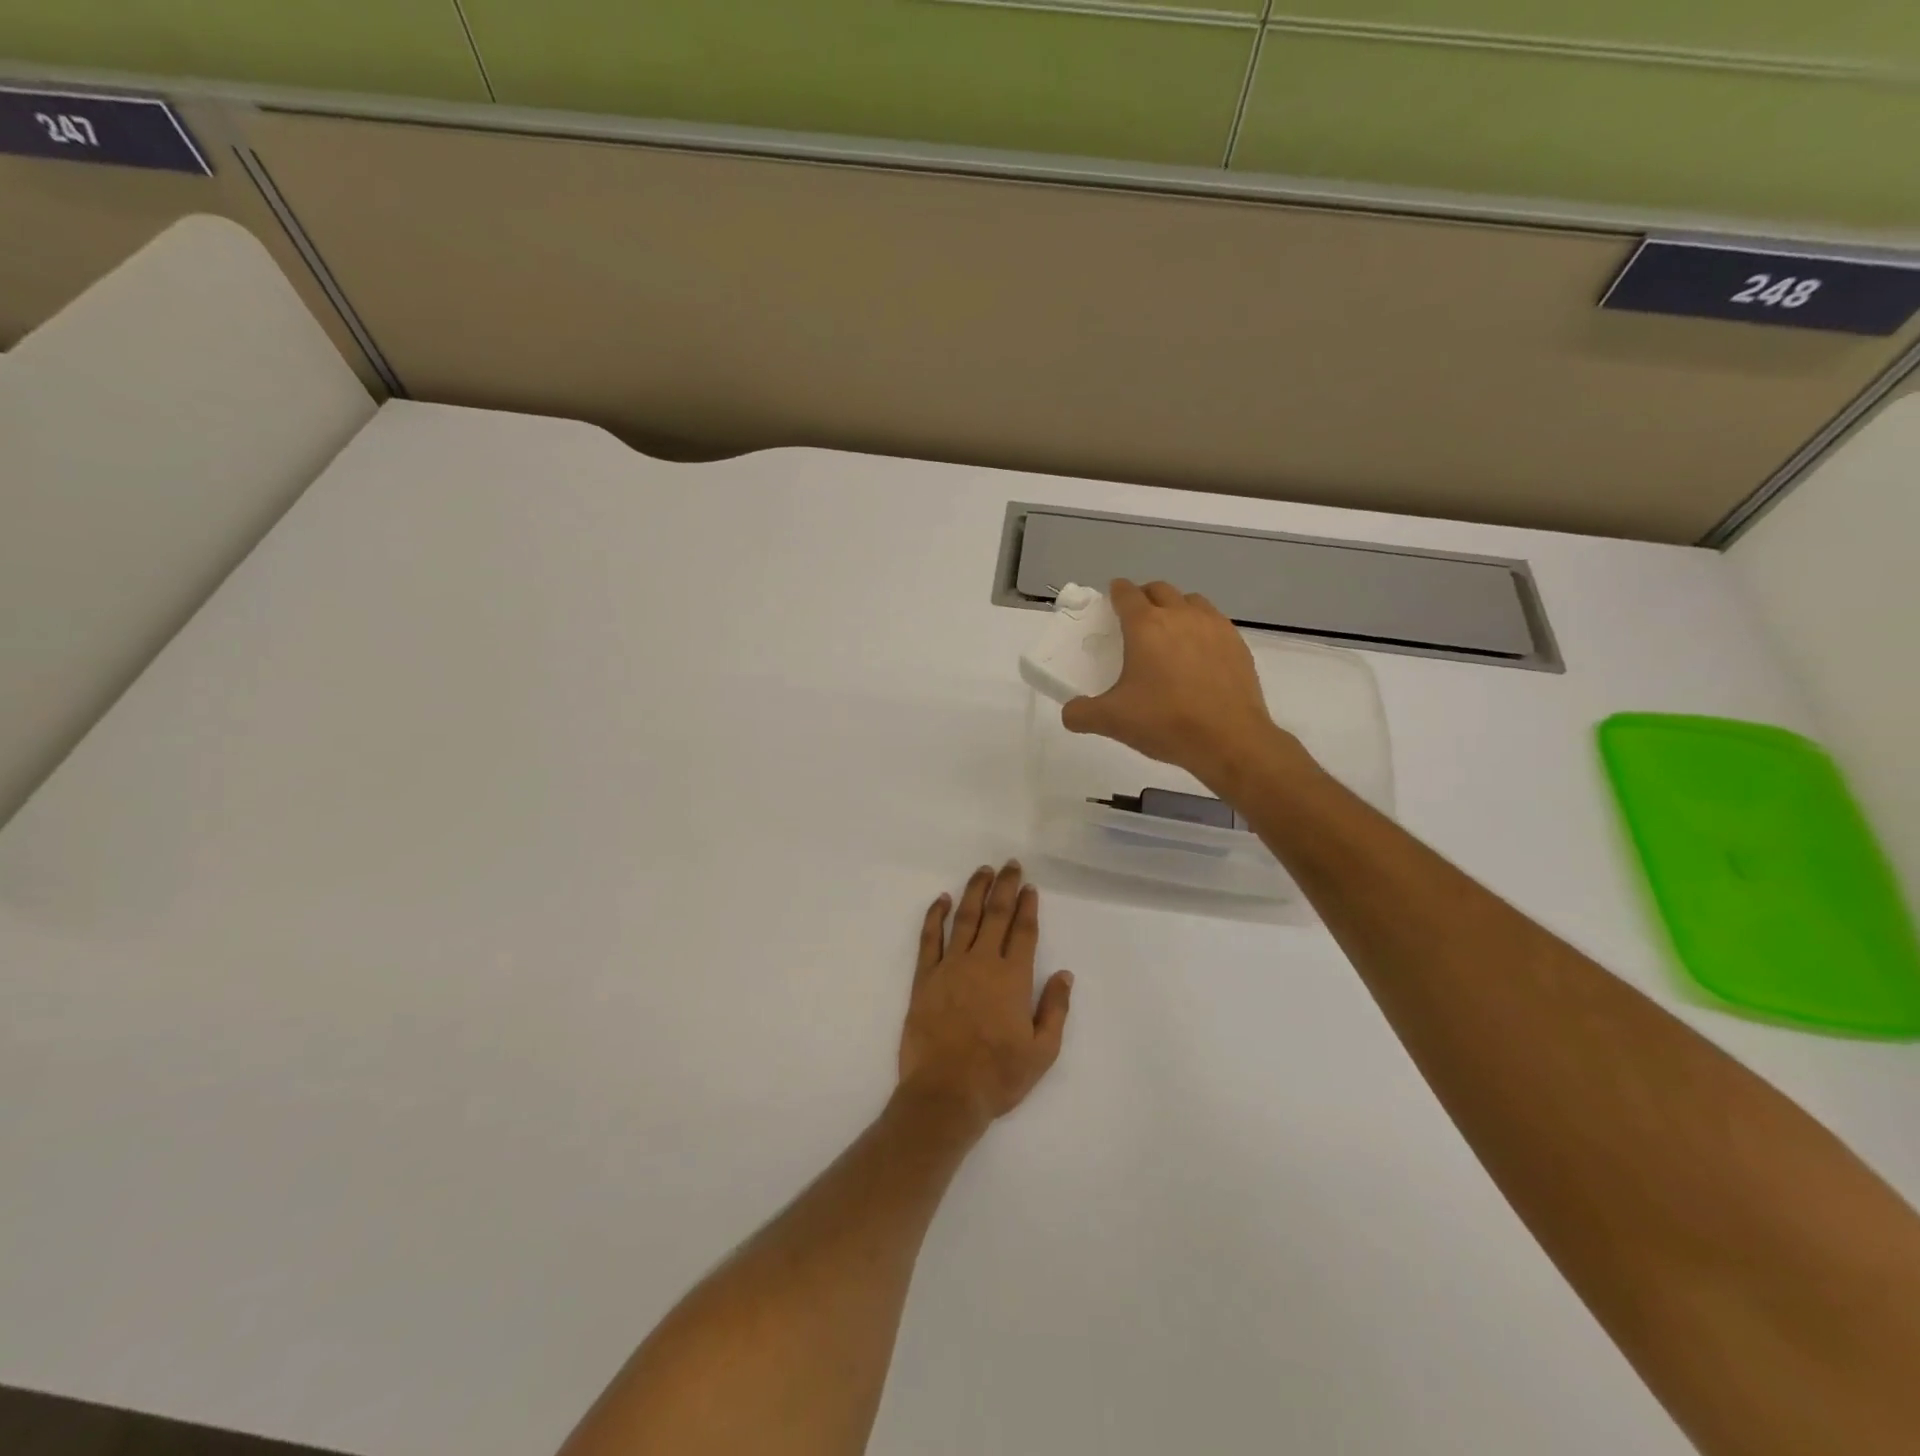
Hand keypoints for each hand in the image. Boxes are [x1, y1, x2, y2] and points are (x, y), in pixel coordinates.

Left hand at [898, 862, 1072, 1134]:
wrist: (945, 1093)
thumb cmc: (998, 1076)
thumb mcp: (1042, 1052)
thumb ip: (1055, 1009)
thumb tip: (1065, 974)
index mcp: (1013, 978)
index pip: (1023, 932)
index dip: (1028, 907)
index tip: (1030, 888)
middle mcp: (982, 963)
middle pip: (996, 915)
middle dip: (1005, 887)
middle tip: (1010, 865)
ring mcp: (950, 967)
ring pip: (964, 918)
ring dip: (974, 891)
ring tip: (983, 871)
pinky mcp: (925, 978)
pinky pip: (930, 938)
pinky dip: (935, 916)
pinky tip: (941, 899)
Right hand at [1062, 579, 1294, 793]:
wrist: (1229, 739)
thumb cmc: (1165, 722)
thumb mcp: (1112, 721)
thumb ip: (1081, 713)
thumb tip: (1070, 713)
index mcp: (1145, 626)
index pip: (1126, 593)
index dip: (1116, 593)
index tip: (1111, 600)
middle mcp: (1180, 616)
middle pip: (1160, 590)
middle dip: (1145, 597)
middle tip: (1136, 619)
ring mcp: (1213, 627)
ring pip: (1191, 601)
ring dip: (1176, 608)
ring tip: (1169, 633)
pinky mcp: (1237, 644)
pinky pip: (1215, 622)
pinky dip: (1201, 628)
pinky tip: (1198, 655)